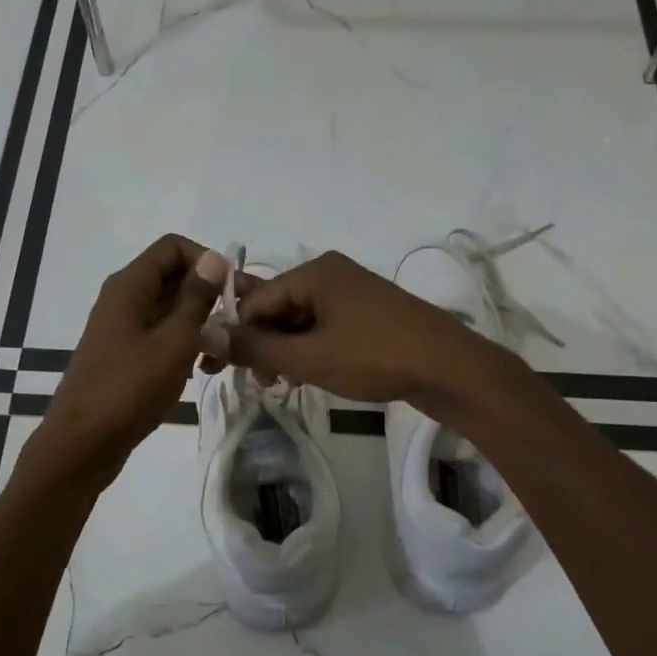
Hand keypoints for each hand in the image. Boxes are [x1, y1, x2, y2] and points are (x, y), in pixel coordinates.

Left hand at [32, 235, 227, 488]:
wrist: (82, 445)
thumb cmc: (129, 389)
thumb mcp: (174, 341)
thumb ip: (196, 298)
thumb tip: (216, 258)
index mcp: (130, 286)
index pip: (173, 247)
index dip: (207, 262)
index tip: (232, 294)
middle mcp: (123, 299)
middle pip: (173, 277)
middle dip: (208, 297)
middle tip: (236, 328)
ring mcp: (122, 328)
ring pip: (170, 310)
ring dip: (199, 326)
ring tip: (220, 356)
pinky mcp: (124, 355)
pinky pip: (160, 336)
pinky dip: (182, 346)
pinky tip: (199, 370)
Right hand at [225, 250, 503, 410]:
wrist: (451, 369)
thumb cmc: (375, 357)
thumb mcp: (309, 357)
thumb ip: (256, 347)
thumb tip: (205, 332)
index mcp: (315, 272)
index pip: (256, 299)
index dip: (238, 334)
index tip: (225, 370)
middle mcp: (331, 273)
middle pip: (277, 307)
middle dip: (263, 344)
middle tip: (260, 382)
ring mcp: (352, 292)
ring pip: (300, 320)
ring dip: (285, 351)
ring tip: (282, 384)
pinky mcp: (367, 313)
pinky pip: (323, 326)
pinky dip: (309, 349)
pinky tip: (306, 375)